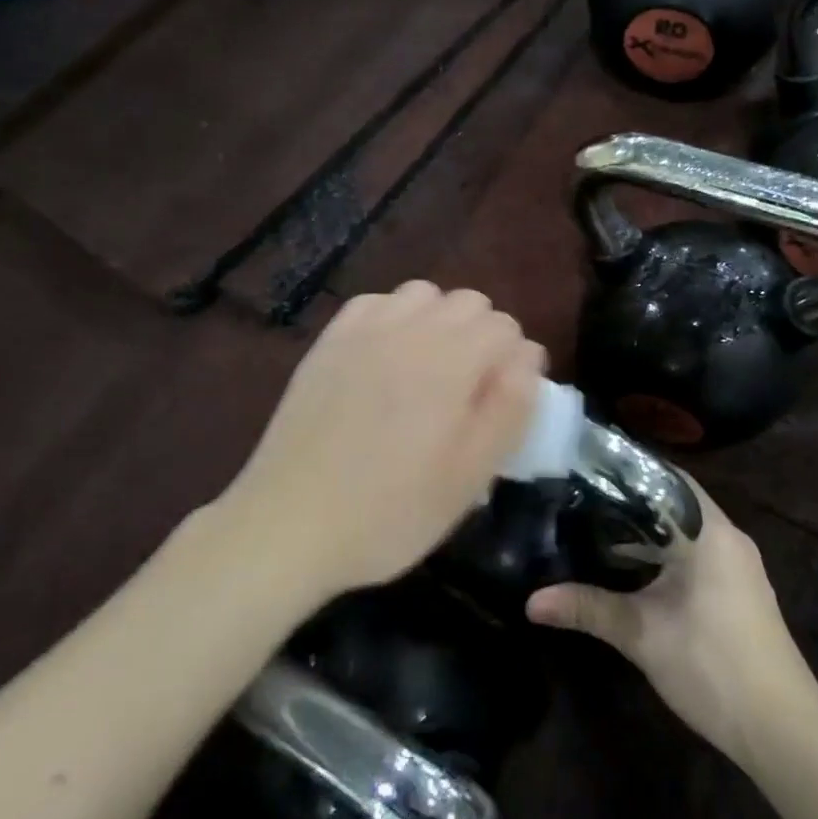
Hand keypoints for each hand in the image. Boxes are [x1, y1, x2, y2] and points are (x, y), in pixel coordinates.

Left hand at [226, 282, 544, 598]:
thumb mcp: (469, 476)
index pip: (506, 327)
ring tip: (428, 370)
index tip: (500, 403)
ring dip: (439, 322)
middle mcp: (410, 331)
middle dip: (482, 337)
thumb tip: (528, 357)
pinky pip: (375, 303)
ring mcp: (364, 331)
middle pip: (469, 301)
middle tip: (468, 391)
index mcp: (451, 362)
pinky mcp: (329, 341)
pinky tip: (385, 358)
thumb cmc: (390, 512)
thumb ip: (509, 408)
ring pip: (423, 294)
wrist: (289, 524)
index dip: (514, 363)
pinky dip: (393, 318)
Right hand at [527, 478, 817, 765]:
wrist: (783, 729)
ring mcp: (739, 564)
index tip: (585, 467)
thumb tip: (530, 602)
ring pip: (686, 529)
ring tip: (598, 526)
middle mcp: (728, 536)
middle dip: (630, 500)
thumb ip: (587, 609)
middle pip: (674, 501)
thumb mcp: (641, 634)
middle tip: (582, 497)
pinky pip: (699, 551)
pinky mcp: (741, 589)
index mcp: (708, 530)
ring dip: (649, 529)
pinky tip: (636, 567)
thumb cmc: (712, 665)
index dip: (625, 469)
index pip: (664, 476)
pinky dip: (667, 550)